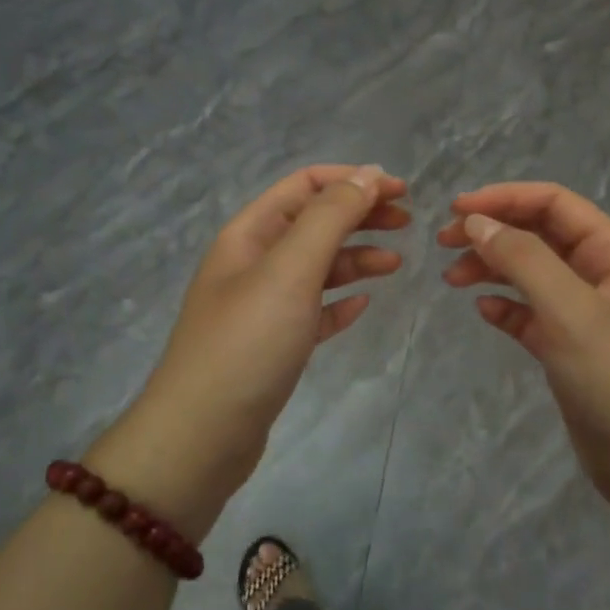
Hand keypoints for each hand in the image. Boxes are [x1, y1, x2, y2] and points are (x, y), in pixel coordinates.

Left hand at [137, 165, 408, 486]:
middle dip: (360, 216)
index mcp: (250, 234)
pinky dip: (339, 302)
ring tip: (396, 266)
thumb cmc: (248, 343)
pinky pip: (313, 311)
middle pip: (314, 223)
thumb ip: (330, 218)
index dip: (352, 180)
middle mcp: (254, 262)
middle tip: (407, 224)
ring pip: (317, 267)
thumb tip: (368, 173)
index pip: (304, 185)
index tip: (399, 191)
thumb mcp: (291, 270)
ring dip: (356, 258)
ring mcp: (262, 306)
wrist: (201, 437)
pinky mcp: (273, 345)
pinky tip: (362, 305)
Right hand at [439, 183, 609, 501]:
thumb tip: (476, 221)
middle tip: (444, 243)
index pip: (554, 204)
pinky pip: (530, 314)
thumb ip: (524, 260)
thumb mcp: (571, 312)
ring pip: (530, 273)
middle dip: (493, 232)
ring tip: (452, 280)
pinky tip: (483, 312)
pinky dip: (505, 308)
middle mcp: (600, 274)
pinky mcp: (568, 348)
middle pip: (539, 234)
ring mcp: (584, 313)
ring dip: (492, 268)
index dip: (504, 199)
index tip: (455, 210)